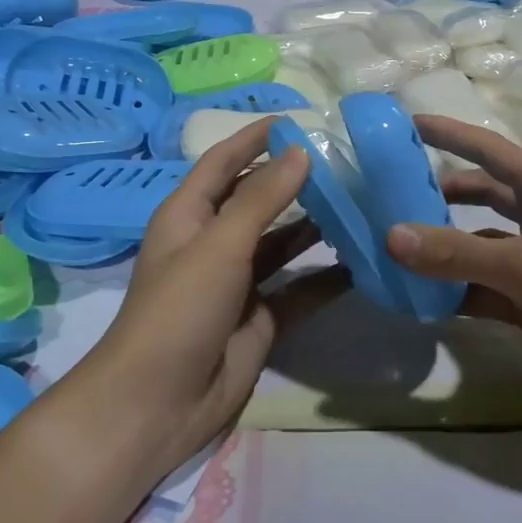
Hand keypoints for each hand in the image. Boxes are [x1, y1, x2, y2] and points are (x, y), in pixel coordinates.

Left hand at [85, 121, 341, 476]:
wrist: (158, 403)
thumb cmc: (179, 310)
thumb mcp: (219, 245)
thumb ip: (262, 198)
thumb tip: (301, 151)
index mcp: (190, 215)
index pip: (223, 161)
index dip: (254, 138)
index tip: (297, 119)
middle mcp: (214, 242)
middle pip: (258, 200)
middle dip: (296, 181)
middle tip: (346, 161)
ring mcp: (239, 282)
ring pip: (284, 243)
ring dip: (317, 226)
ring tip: (362, 202)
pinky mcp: (262, 318)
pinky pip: (301, 289)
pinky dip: (328, 278)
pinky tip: (363, 262)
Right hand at [389, 116, 521, 419]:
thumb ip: (456, 252)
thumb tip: (390, 236)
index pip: (487, 149)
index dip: (449, 134)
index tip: (407, 124)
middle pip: (477, 195)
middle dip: (436, 194)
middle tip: (387, 195)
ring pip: (474, 245)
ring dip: (439, 248)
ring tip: (391, 249)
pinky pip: (478, 288)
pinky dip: (451, 291)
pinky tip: (418, 298)